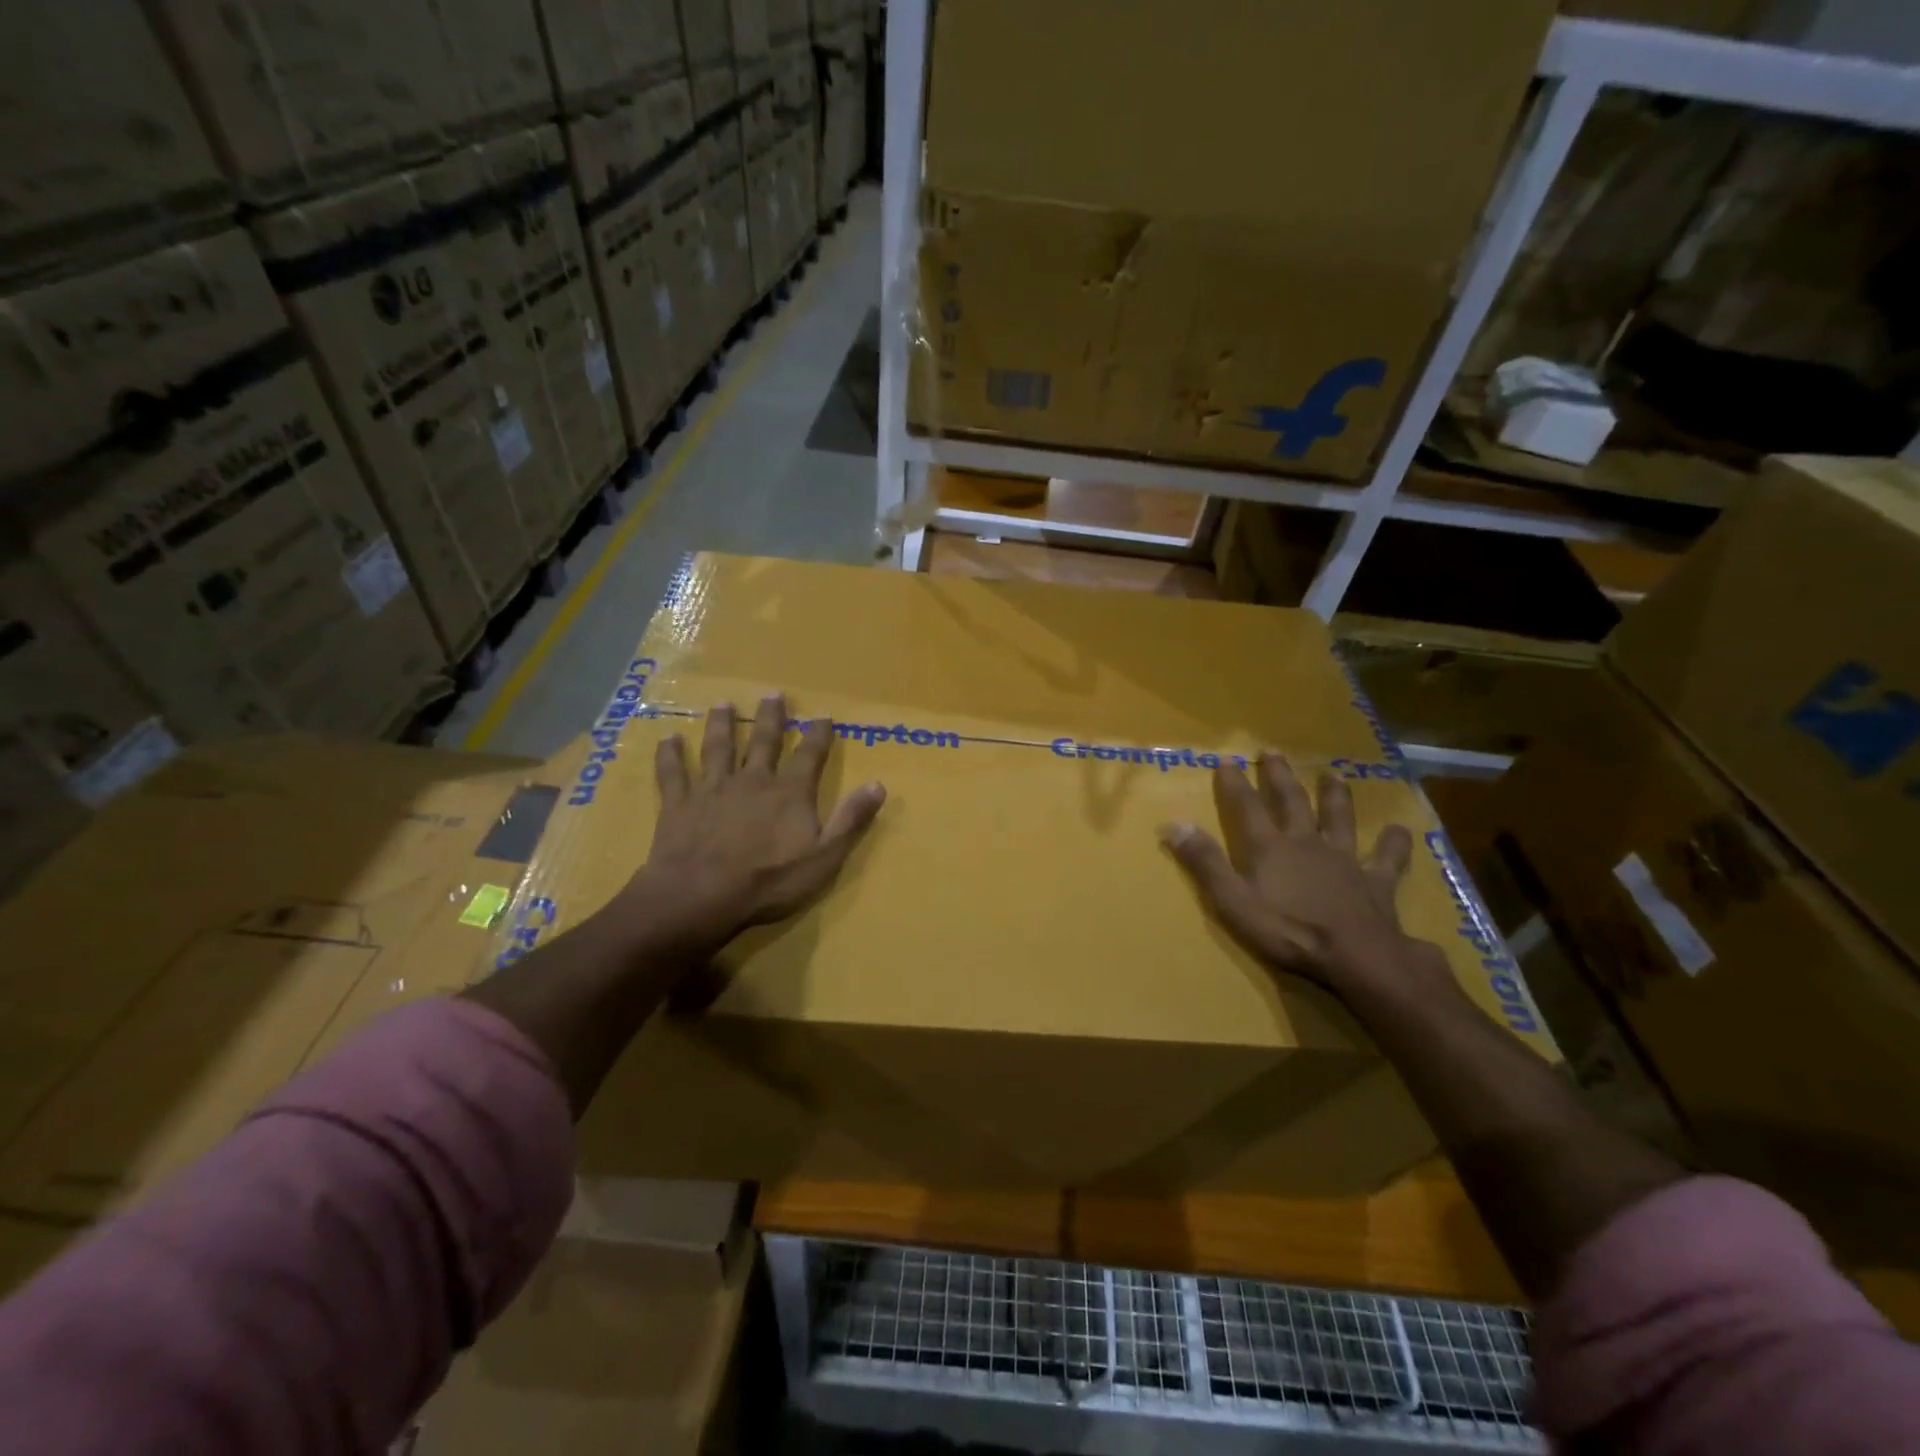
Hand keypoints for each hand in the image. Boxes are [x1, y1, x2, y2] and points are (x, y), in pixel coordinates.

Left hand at [623, 694, 885, 956]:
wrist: (700, 896)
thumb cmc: (769, 882)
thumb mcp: (824, 857)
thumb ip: (850, 820)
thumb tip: (878, 784)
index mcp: (789, 793)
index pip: (809, 755)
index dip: (818, 734)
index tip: (823, 715)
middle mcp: (752, 780)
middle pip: (763, 742)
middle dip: (771, 718)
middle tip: (773, 694)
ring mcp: (712, 789)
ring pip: (718, 748)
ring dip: (722, 725)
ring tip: (724, 705)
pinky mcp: (679, 804)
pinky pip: (673, 773)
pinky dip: (670, 755)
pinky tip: (667, 739)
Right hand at [1160, 754, 1447, 1004]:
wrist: (1356, 956)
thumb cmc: (1288, 931)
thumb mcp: (1233, 901)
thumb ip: (1205, 862)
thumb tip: (1174, 824)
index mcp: (1270, 848)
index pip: (1247, 807)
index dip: (1234, 783)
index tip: (1226, 759)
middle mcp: (1306, 843)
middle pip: (1291, 802)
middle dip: (1279, 776)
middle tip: (1272, 752)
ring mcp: (1344, 859)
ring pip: (1339, 819)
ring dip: (1335, 796)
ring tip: (1333, 775)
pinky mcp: (1376, 882)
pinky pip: (1386, 858)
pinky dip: (1393, 844)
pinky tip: (1399, 831)